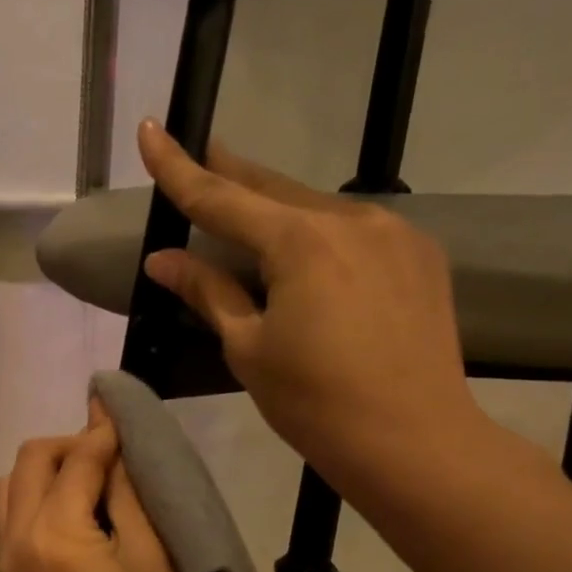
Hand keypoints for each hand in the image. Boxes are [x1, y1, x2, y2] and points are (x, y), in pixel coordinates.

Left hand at [0, 403, 211, 571]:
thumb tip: (115, 440)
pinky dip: (36, 500)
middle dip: (69, 445)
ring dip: (48, 471)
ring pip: (12, 489)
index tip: (123, 410)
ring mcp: (8, 566)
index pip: (75, 459)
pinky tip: (76, 511)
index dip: (103, 430)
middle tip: (114, 452)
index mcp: (53, 534)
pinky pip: (12, 521)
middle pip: (30, 463)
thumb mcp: (151, 556)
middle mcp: (16, 543)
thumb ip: (125, 491)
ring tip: (94, 481)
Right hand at [137, 121, 487, 496]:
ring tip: (249, 213)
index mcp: (301, 242)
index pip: (221, 198)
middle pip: (274, 189)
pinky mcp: (420, 257)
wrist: (414, 441)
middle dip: (232, 173)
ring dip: (277, 209)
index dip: (178, 167)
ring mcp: (394, 234)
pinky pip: (355, 232)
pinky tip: (308, 255)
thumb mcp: (248, 347)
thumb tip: (163, 258)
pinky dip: (319, 235)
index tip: (151, 129)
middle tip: (202, 154)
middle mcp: (351, 220)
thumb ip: (208, 291)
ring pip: (317, 209)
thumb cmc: (314, 402)